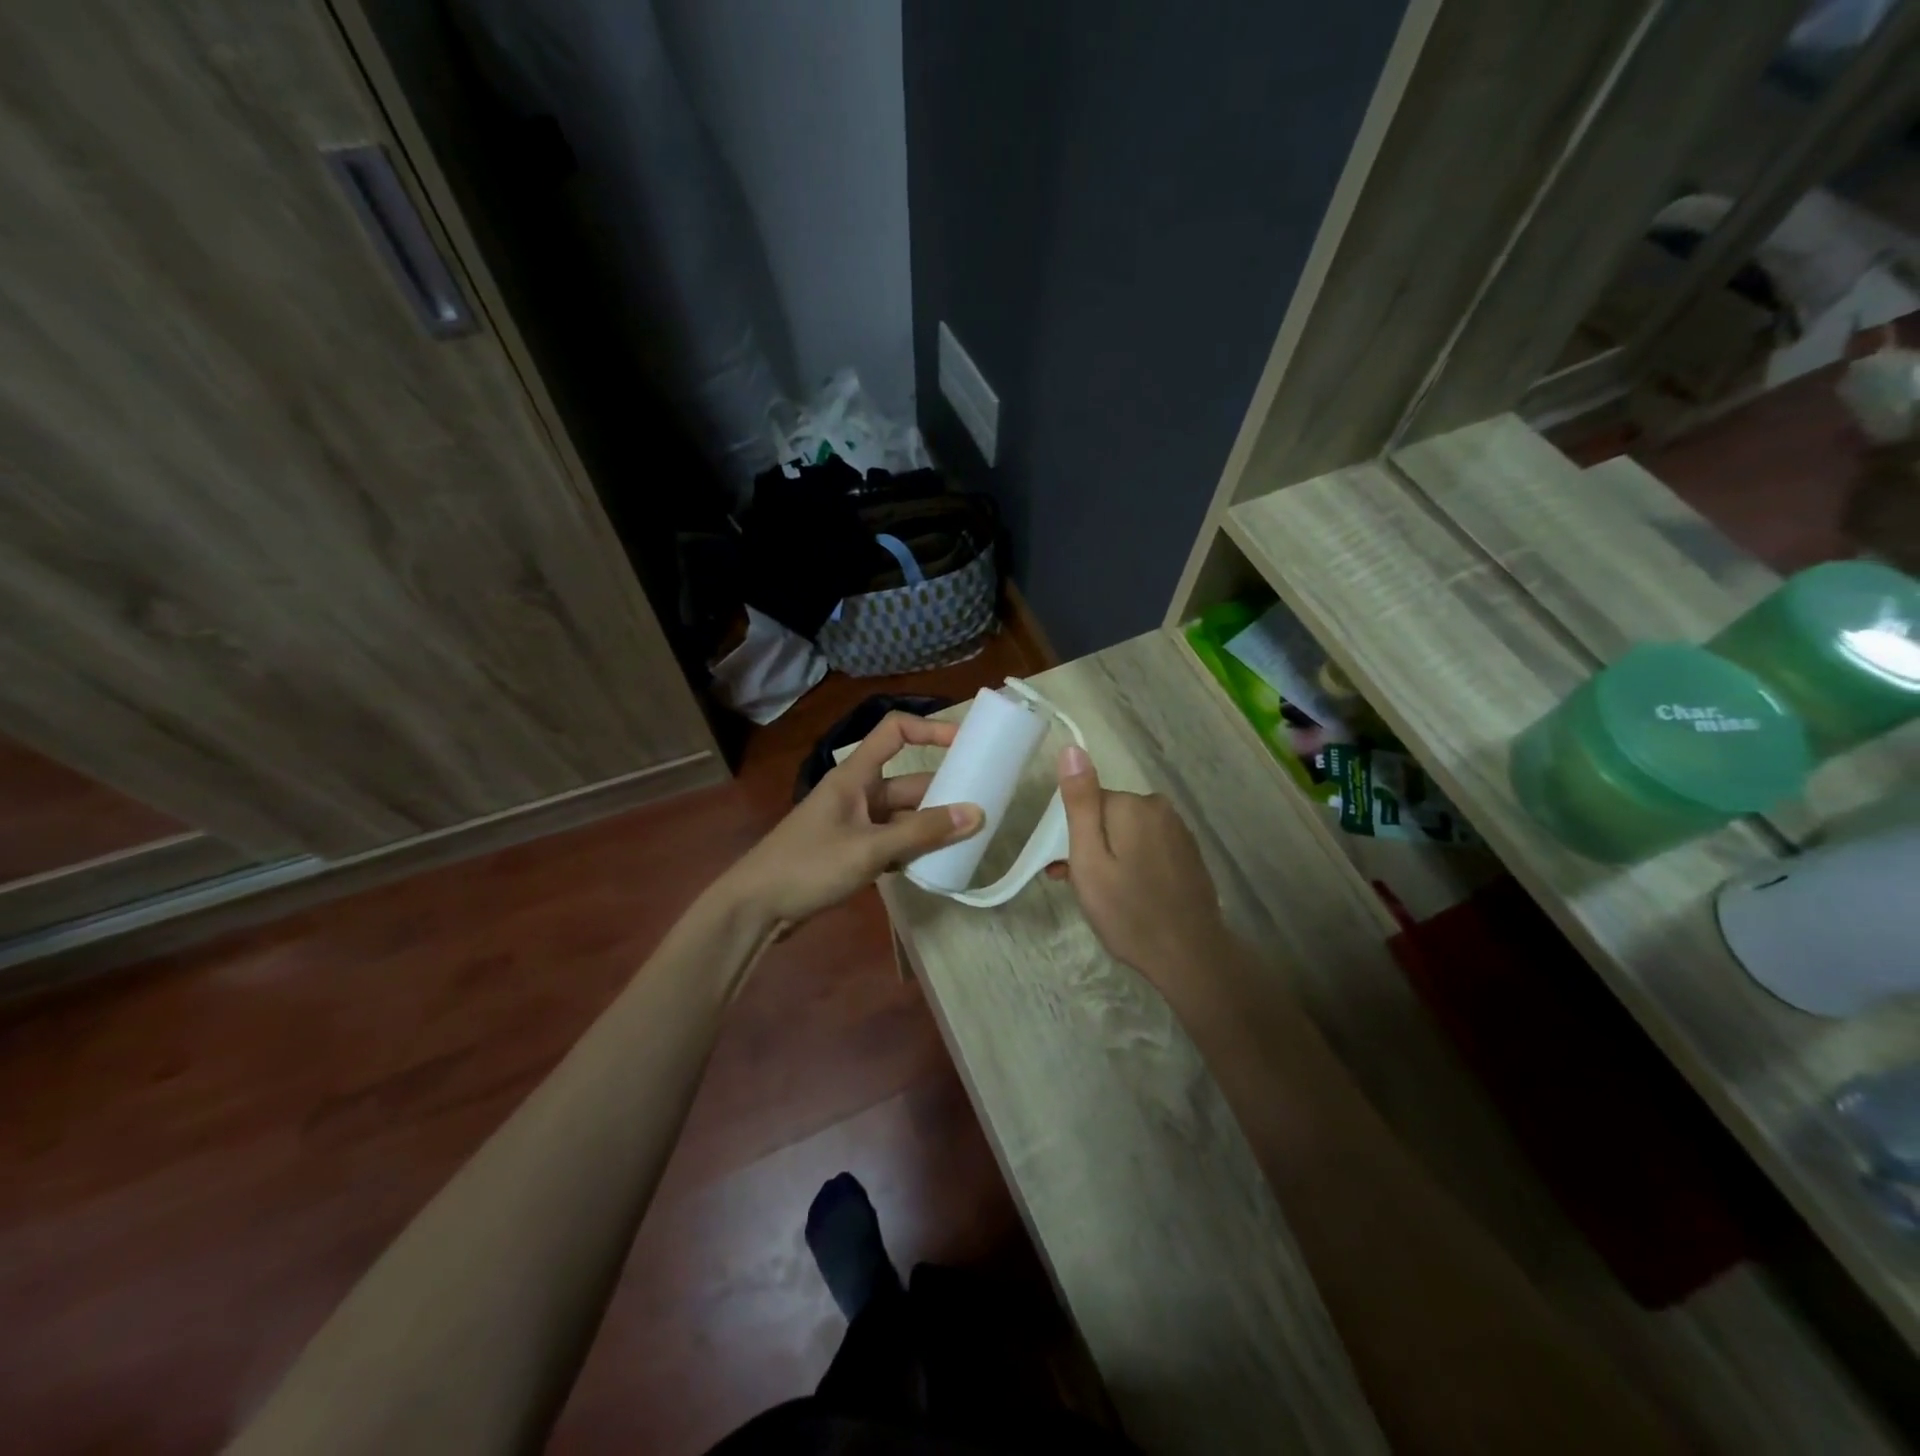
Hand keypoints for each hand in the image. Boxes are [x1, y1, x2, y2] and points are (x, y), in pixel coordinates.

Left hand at [721, 712, 983, 927]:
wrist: (755, 909)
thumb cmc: (809, 866)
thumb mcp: (870, 848)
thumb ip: (922, 832)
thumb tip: (976, 814)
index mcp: (854, 776)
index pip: (895, 732)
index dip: (930, 730)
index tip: (966, 745)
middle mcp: (856, 794)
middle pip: (907, 783)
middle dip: (942, 793)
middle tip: (982, 807)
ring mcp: (853, 825)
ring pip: (902, 817)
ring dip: (930, 826)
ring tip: (969, 839)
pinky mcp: (851, 852)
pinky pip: (891, 842)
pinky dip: (912, 850)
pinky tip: (935, 865)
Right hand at [1047, 745, 1233, 989]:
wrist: (1189, 955)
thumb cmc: (1128, 911)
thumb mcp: (1089, 859)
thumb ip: (1080, 803)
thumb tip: (1072, 748)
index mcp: (1133, 805)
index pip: (1087, 803)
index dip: (1072, 836)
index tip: (1066, 869)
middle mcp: (1159, 808)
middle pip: (1108, 816)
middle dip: (1091, 845)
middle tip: (1082, 887)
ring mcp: (1179, 830)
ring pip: (1128, 833)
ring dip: (1111, 856)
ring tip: (1104, 896)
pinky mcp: (1188, 853)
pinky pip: (1149, 847)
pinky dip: (1135, 863)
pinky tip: (1131, 895)